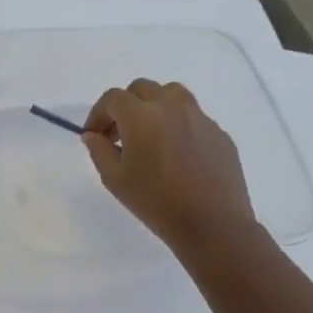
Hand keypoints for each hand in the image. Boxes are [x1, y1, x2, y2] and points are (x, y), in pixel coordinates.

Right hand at [83, 79, 256, 257]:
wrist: (212, 224)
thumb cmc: (156, 202)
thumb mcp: (114, 179)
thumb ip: (99, 150)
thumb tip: (93, 135)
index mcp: (141, 117)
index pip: (113, 98)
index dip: (98, 113)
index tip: (94, 135)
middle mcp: (171, 107)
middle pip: (142, 88)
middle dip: (125, 105)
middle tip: (119, 133)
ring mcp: (199, 117)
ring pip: (171, 94)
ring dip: (154, 105)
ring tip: (150, 132)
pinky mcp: (219, 132)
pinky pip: (193, 116)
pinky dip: (177, 123)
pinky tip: (176, 152)